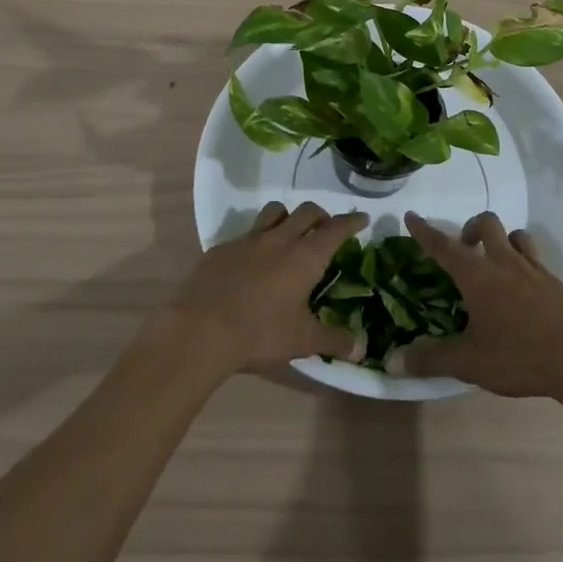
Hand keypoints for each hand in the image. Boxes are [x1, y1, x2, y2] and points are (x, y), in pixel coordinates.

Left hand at [167, 201, 368, 376]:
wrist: (201, 329)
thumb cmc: (260, 333)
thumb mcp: (302, 341)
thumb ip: (332, 340)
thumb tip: (360, 349)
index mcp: (305, 256)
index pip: (335, 229)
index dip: (350, 222)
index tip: (361, 218)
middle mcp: (279, 239)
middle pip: (306, 212)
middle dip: (321, 215)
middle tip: (326, 227)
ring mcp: (248, 240)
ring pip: (274, 212)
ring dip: (287, 216)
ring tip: (290, 232)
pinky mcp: (222, 249)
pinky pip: (245, 234)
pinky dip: (255, 240)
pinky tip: (251, 260)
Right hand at [397, 211, 562, 398]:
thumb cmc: (520, 354)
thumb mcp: (470, 362)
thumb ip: (432, 360)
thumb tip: (393, 362)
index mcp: (477, 275)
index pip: (444, 245)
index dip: (425, 231)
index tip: (412, 216)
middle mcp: (504, 262)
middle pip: (487, 224)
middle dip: (471, 228)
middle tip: (464, 247)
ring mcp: (535, 270)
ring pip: (516, 236)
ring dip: (503, 240)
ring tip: (496, 262)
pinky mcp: (559, 284)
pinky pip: (537, 260)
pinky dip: (525, 264)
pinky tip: (525, 289)